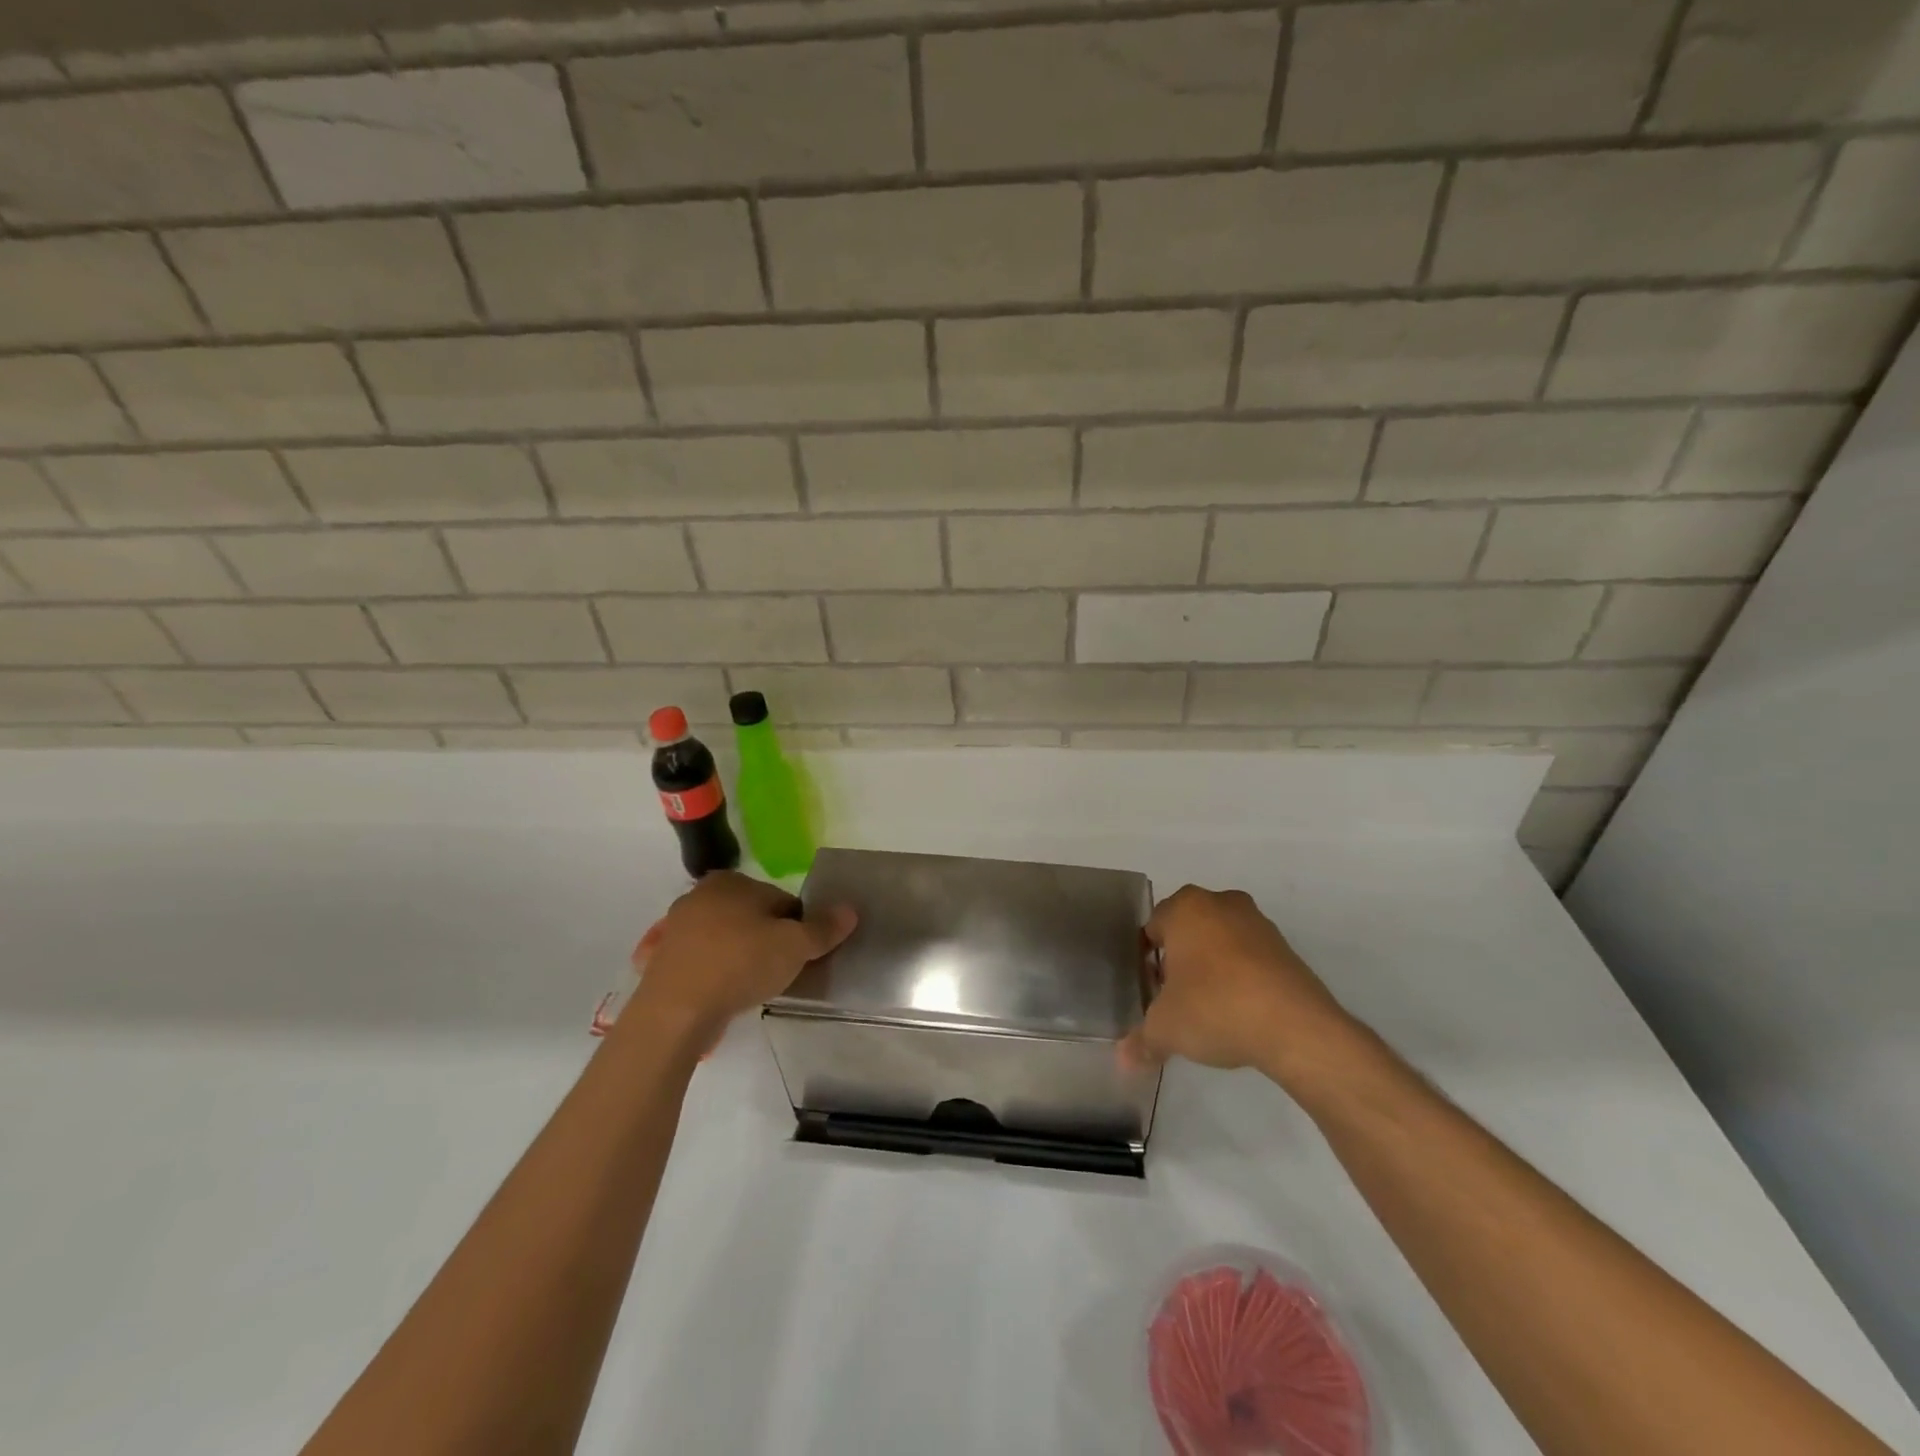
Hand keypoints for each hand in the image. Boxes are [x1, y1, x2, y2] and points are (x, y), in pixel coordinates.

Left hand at [624, 872, 855, 1042]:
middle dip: (768, 940)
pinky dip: (715, 973)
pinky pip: (702, 962)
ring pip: (725, 939)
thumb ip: (823, 928)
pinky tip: (724, 994)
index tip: (801, 954)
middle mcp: (700, 895)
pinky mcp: (662, 961)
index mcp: (732, 881)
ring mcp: (676, 929)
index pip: (781, 900)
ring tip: (753, 987)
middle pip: (752, 917)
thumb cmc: (740, 964)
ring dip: (741, 957)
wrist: (675, 1011)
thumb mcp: (794, 945)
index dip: (798, 927)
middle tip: (780, 971)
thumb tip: (850, 910)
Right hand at [1119, 885, 1360, 1085]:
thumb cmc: (1215, 1008)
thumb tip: (1123, 1060)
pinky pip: (1251, 959)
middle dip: (1181, 961)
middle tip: (1177, 998)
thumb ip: (1141, 1040)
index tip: (1152, 990)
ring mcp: (1258, 923)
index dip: (1148, 960)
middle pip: (1188, 931)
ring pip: (1221, 942)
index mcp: (1185, 907)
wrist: (1296, 1028)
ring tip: (1210, 1009)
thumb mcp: (1166, 1029)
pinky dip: (1242, 978)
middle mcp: (1221, 903)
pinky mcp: (1287, 949)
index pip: (1153, 927)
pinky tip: (1241, 1012)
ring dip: (1213, 968)